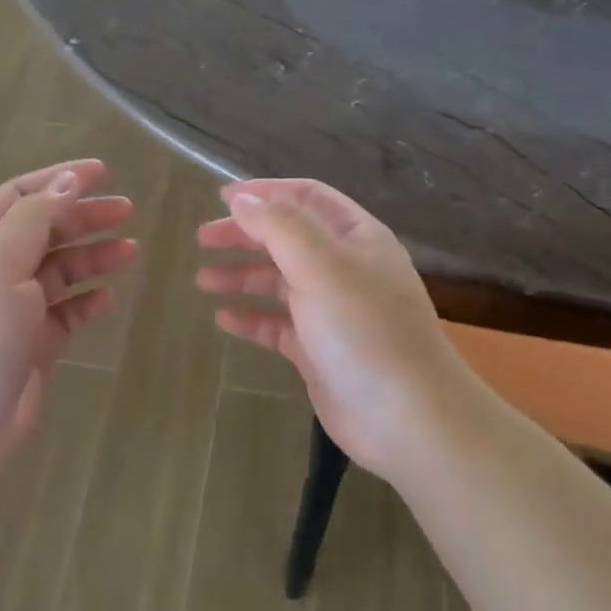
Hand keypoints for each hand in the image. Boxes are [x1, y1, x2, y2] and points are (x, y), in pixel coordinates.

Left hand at [0, 160, 135, 468]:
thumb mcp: (1, 263)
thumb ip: (36, 218)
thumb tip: (67, 180)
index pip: (20, 196)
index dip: (58, 179)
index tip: (102, 171)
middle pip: (45, 231)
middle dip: (84, 218)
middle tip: (128, 210)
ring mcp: (14, 308)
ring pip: (60, 271)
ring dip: (93, 257)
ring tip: (131, 251)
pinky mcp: (34, 343)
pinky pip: (67, 312)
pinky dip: (88, 302)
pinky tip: (108, 299)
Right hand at [196, 179, 480, 481]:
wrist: (407, 418)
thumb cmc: (364, 331)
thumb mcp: (321, 266)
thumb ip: (279, 225)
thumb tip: (241, 199)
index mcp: (355, 237)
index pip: (307, 197)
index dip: (266, 192)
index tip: (222, 196)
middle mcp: (345, 268)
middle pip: (288, 238)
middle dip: (246, 234)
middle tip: (203, 238)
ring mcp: (333, 311)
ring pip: (280, 282)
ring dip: (242, 275)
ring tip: (203, 279)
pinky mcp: (320, 350)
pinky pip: (279, 325)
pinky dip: (252, 317)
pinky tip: (223, 319)